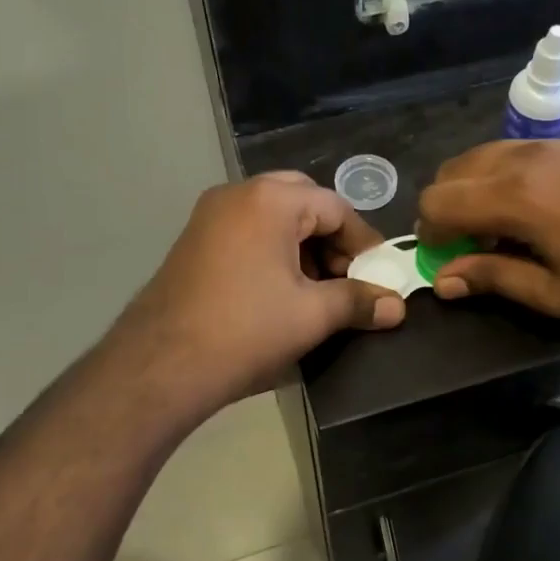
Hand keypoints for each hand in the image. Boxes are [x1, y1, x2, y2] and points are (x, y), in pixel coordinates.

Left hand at [114, 172, 405, 413]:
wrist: (161, 366)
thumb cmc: (246, 331)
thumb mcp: (312, 316)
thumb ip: (359, 302)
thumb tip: (398, 307)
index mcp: (270, 200)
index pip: (336, 208)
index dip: (364, 242)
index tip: (379, 276)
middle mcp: (237, 194)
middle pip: (303, 203)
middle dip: (331, 239)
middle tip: (347, 276)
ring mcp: (209, 216)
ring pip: (273, 217)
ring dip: (303, 246)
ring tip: (318, 290)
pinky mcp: (194, 240)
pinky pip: (247, 231)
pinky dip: (273, 252)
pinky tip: (281, 292)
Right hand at [417, 140, 559, 315]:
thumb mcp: (559, 292)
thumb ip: (495, 279)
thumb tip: (444, 280)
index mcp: (512, 197)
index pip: (435, 202)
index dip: (429, 235)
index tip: (449, 262)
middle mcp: (516, 160)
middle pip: (446, 174)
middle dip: (444, 212)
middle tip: (473, 249)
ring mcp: (540, 146)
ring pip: (472, 160)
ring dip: (467, 194)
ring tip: (499, 231)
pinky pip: (501, 154)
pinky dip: (492, 180)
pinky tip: (526, 212)